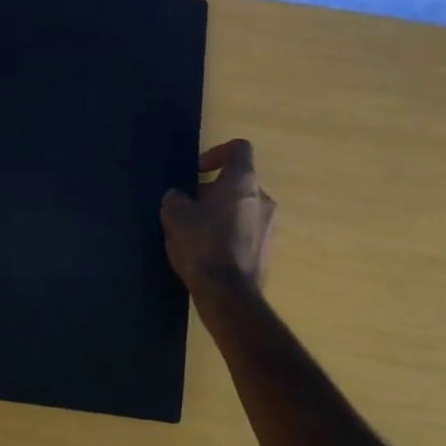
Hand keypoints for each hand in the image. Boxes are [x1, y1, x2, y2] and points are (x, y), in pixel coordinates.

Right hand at [160, 139, 275, 297]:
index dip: (217, 153)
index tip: (197, 171)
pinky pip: (246, 232)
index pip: (239, 148)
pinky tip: (209, 253)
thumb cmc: (202, 245)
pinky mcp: (267, 252)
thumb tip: (180, 198)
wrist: (229, 296)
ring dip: (221, 214)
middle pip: (238, 182)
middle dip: (213, 190)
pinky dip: (230, 235)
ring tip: (197, 233)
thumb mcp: (175, 215)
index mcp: (243, 181)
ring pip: (242, 208)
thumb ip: (176, 198)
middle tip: (189, 207)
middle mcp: (263, 199)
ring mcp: (270, 227)